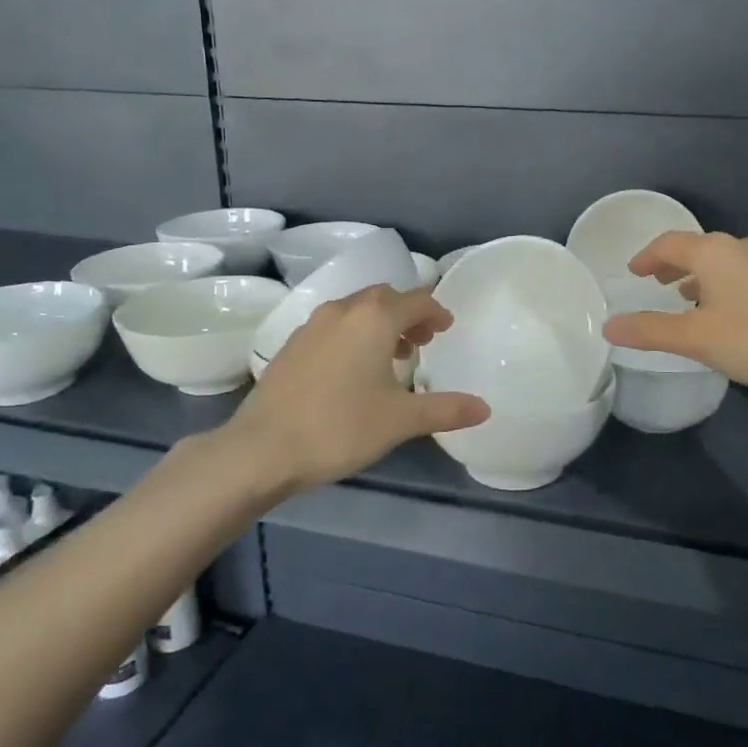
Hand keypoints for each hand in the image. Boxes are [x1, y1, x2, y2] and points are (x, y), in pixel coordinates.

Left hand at [229, 285, 488, 492]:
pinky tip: (353, 369)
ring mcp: (312, 325)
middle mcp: (343, 310)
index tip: (446, 329)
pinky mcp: (292, 344)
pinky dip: (353, 334)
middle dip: (408, 313)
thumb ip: (445, 409)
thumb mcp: (400, 420)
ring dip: (379, 323)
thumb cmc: (340, 427)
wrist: (262, 449)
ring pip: (356, 309)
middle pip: (384, 297)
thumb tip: (485, 408)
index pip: (417, 300)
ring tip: (391, 355)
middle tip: (422, 341)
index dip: (436, 312)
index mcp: (374, 318)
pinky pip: (334, 325)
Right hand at [602, 232, 747, 394]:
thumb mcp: (696, 337)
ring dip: (699, 276)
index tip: (633, 271)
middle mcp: (740, 248)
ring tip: (685, 297)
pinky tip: (726, 312)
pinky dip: (722, 285)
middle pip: (697, 249)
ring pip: (722, 263)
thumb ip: (650, 330)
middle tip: (655, 282)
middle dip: (672, 264)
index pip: (669, 244)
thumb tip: (609, 326)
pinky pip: (742, 275)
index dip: (647, 256)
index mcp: (713, 253)